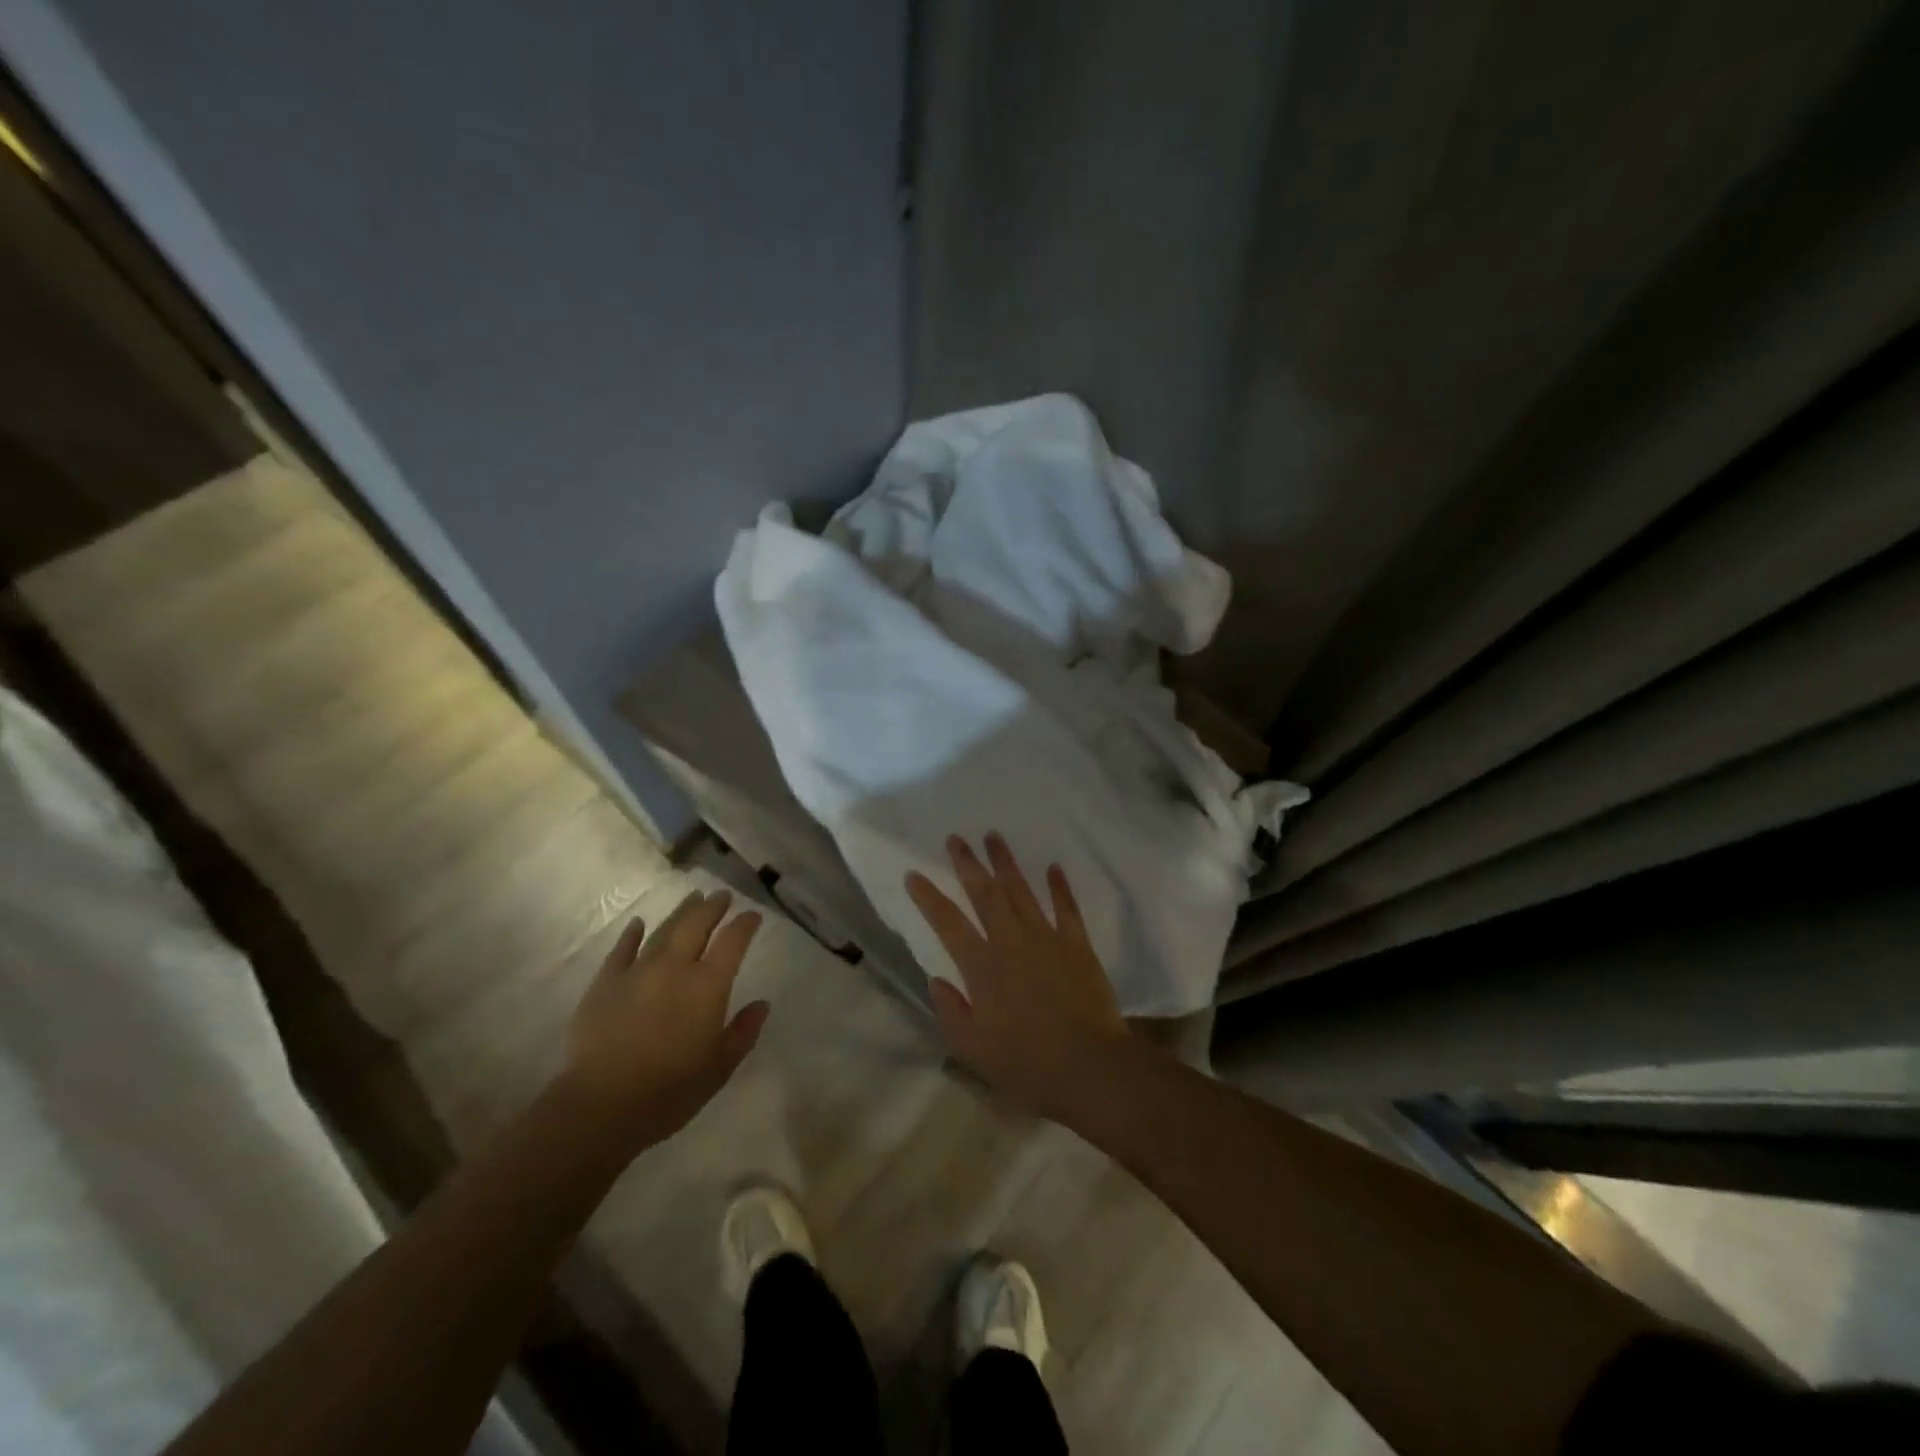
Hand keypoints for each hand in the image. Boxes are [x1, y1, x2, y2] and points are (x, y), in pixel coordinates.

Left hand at [561, 889, 769, 1152]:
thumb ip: (743, 1032)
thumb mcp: (719, 1068)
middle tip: (722, 895)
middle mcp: (675, 967)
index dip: (745, 924)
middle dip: (713, 907)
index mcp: (708, 985)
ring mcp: (637, 971)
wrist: (600, 1106)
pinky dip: (632, 934)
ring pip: (664, 930)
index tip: (753, 915)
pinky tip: (638, 923)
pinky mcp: (605, 983)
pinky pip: (622, 949)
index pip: (733, 941)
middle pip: (697, 924)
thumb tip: (761, 1004)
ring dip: (682, 912)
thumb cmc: (669, 1091)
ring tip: (693, 897)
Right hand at [905, 833, 1127, 1122]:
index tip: (914, 874)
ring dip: (1006, 863)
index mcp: (982, 968)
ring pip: (1022, 891)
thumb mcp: (973, 1049)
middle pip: (985, 894)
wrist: (1089, 1067)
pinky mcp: (1078, 945)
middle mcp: (1011, 942)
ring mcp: (1047, 939)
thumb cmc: (1027, 1064)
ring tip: (993, 837)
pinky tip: (1053, 867)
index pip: (948, 923)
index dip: (929, 898)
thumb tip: (937, 979)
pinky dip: (1059, 886)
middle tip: (955, 838)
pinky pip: (1066, 908)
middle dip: (967, 864)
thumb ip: (950, 1011)